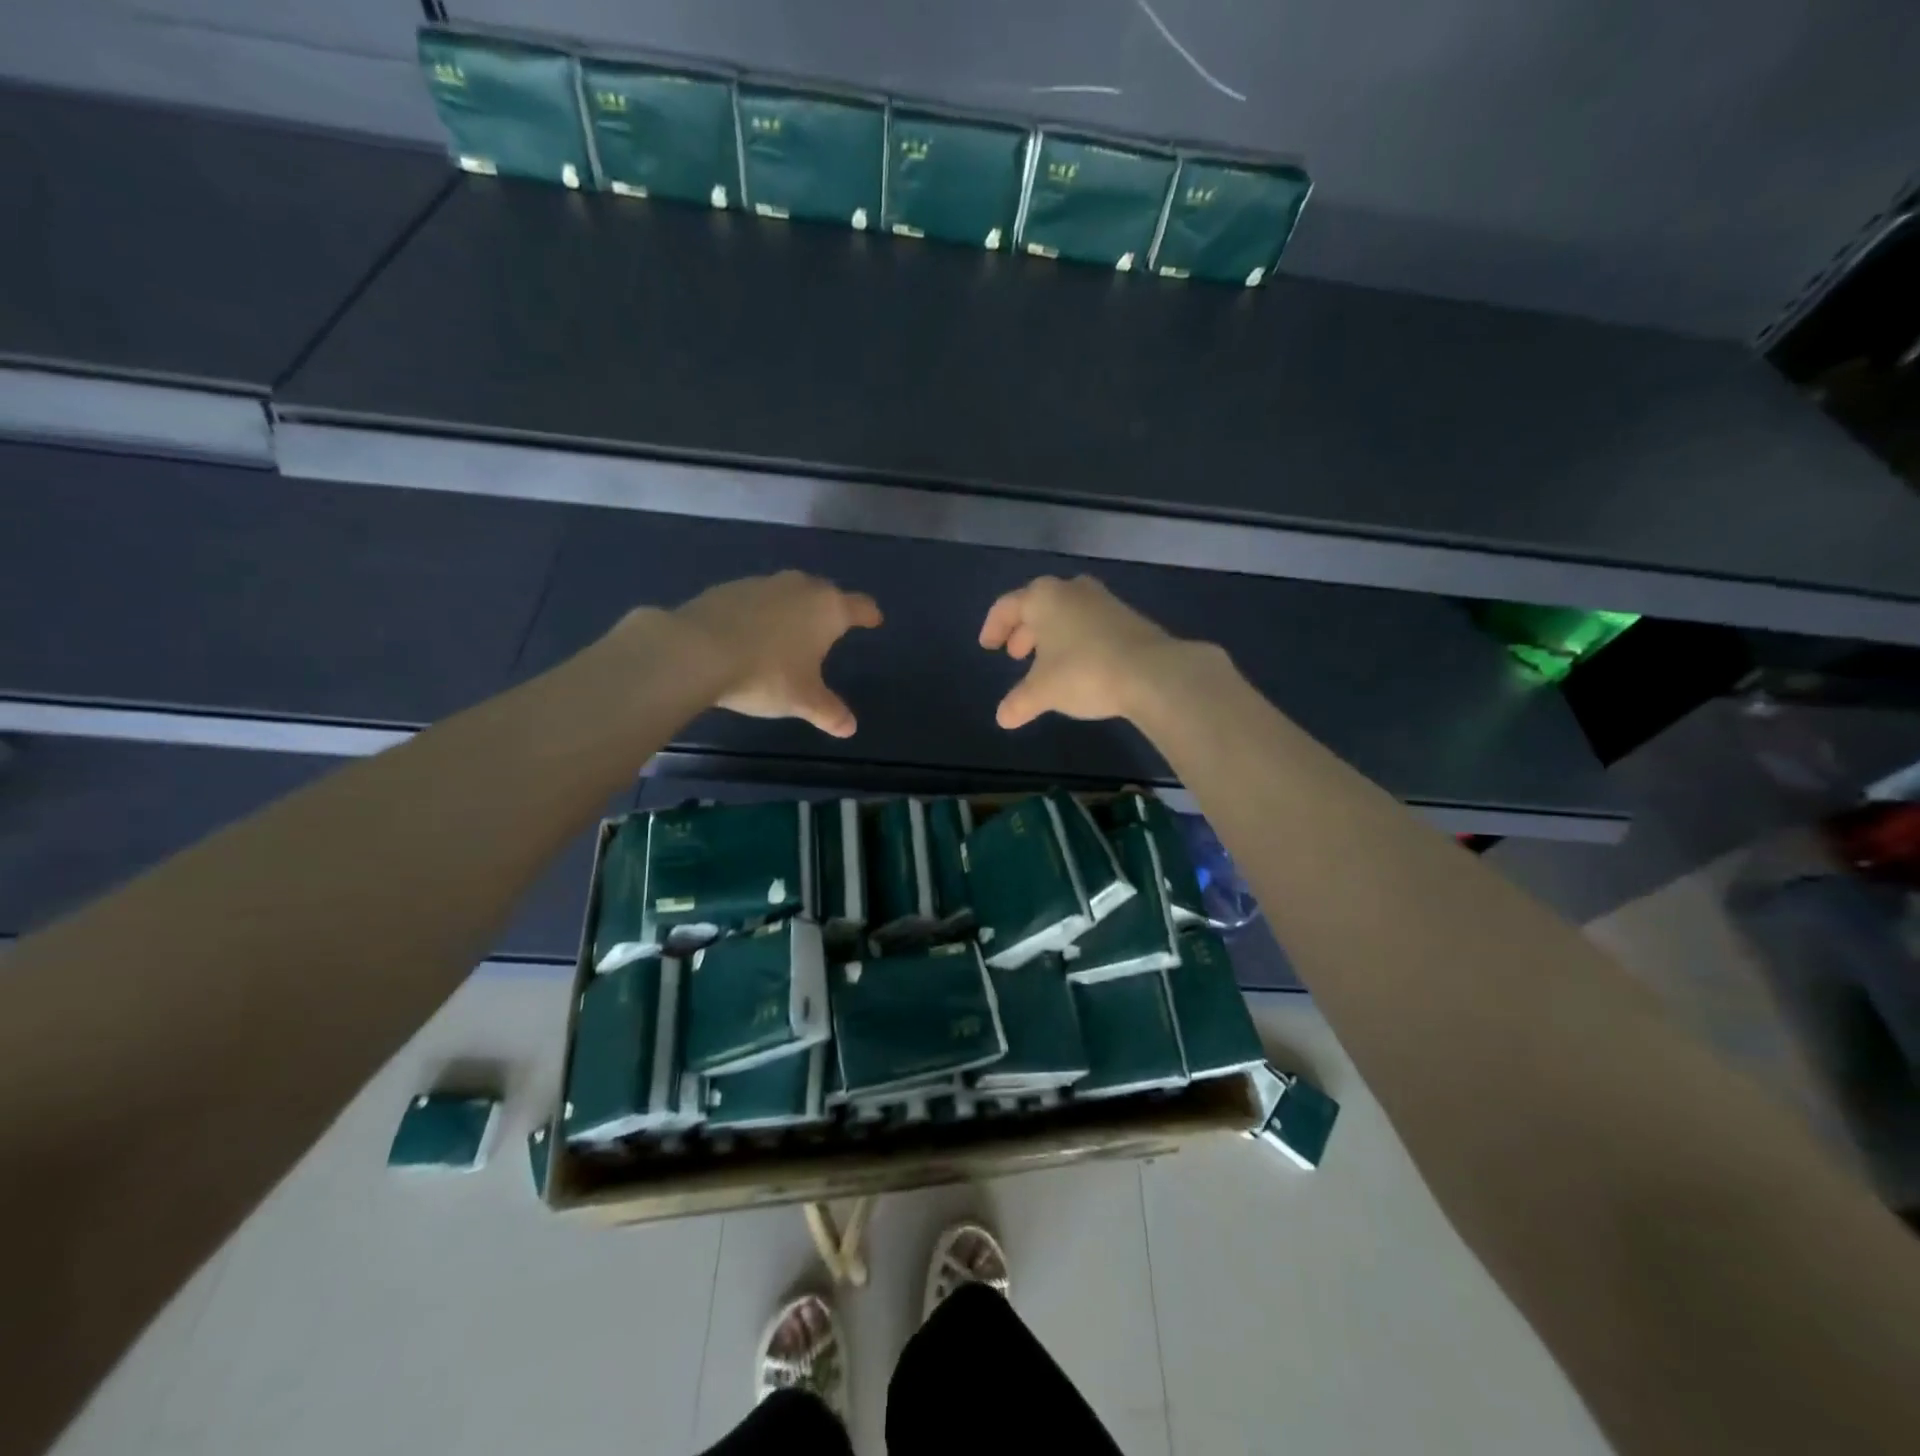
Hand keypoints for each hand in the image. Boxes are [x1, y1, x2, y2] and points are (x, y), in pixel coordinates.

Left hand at [640, 572, 881, 737]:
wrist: (696, 651)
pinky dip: (760, 613)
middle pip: (824, 593)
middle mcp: (800, 588)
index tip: (874, 619)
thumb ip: (829, 712)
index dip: (869, 614)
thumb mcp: (803, 700)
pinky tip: (750, 634)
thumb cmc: (766, 674)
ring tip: (788, 632)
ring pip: (788, 592)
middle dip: (830, 608)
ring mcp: (762, 584)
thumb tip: (850, 728)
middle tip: (830, 627)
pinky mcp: (729, 588)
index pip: (859, 607)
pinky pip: (756, 599)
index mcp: (827, 609)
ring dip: (792, 608)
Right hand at [978, 575, 1184, 728]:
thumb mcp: (1043, 691)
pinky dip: (1076, 640)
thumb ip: (1019, 702)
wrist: (1152, 672)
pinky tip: (1079, 666)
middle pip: (1038, 605)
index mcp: (1043, 598)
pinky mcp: (1127, 618)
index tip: (988, 647)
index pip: (1007, 606)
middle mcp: (1072, 590)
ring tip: (1046, 663)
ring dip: (1052, 636)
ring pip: (1066, 613)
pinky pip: (1089, 624)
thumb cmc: (1084, 672)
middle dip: (1024, 631)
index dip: (993, 627)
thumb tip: (1003, 718)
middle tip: (1017, 655)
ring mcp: (1103, 601)